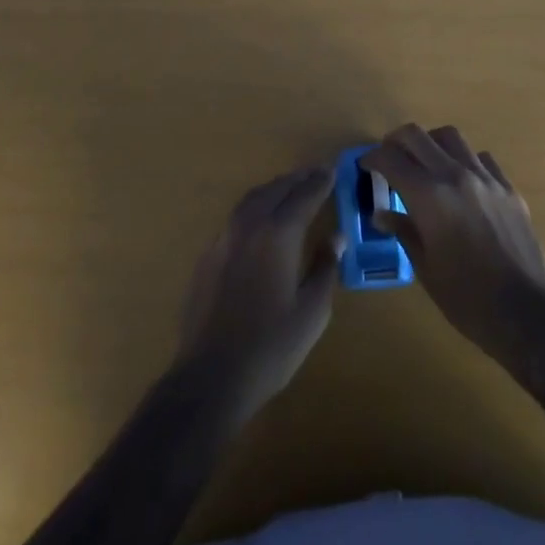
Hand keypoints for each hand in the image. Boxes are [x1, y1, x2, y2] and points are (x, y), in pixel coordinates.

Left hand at [175, 165, 343, 424]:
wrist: (211, 375)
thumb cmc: (271, 346)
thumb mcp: (312, 311)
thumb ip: (325, 267)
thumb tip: (335, 236)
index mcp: (278, 233)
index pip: (304, 195)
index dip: (320, 182)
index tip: (332, 169)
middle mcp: (249, 225)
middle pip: (276, 189)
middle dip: (298, 179)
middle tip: (316, 173)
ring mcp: (224, 237)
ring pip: (253, 198)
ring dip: (275, 188)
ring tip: (291, 188)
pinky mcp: (209, 254)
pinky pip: (237, 216)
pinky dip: (256, 206)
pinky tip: (261, 219)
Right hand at [364, 124, 544, 390]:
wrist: (527, 314)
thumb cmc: (468, 299)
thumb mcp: (426, 269)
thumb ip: (404, 232)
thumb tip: (382, 214)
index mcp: (430, 197)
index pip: (391, 159)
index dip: (373, 159)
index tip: (366, 166)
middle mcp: (456, 176)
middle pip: (417, 135)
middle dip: (395, 141)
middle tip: (388, 158)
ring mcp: (486, 179)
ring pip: (451, 137)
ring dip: (430, 144)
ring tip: (424, 163)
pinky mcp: (509, 188)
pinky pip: (481, 158)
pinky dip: (463, 160)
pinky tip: (461, 182)